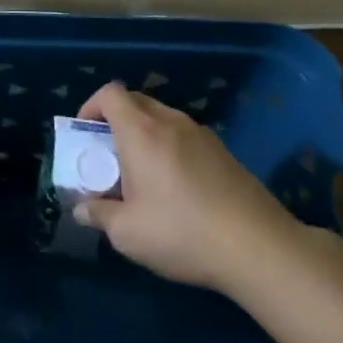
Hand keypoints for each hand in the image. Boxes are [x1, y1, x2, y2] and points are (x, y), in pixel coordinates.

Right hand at [72, 82, 303, 293]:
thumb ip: (98, 215)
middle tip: (109, 156)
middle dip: (115, 120)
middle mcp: (171, 123)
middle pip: (136, 101)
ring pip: (163, 119)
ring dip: (145, 135)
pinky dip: (171, 149)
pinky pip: (186, 138)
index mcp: (141, 132)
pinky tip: (177, 189)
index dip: (91, 106)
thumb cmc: (182, 233)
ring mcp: (203, 135)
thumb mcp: (127, 233)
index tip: (85, 135)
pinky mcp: (225, 154)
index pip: (110, 93)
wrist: (261, 248)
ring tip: (143, 176)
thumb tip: (82, 209)